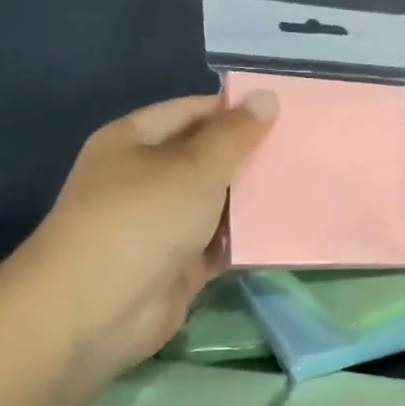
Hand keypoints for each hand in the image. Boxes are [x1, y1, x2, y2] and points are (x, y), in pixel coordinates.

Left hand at [3, 90, 277, 377]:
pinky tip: (287, 230)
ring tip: (307, 186)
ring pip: (216, 204)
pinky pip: (219, 244)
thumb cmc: (143, 219)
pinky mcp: (178, 265)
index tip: (286, 113)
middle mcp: (145, 178)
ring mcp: (161, 225)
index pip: (192, 112)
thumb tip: (266, 96)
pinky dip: (247, 240)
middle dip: (250, 157)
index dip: (236, 110)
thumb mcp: (194, 167)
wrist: (98, 309)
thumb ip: (235, 135)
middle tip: (304, 150)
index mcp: (135, 141)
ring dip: (253, 200)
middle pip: (206, 159)